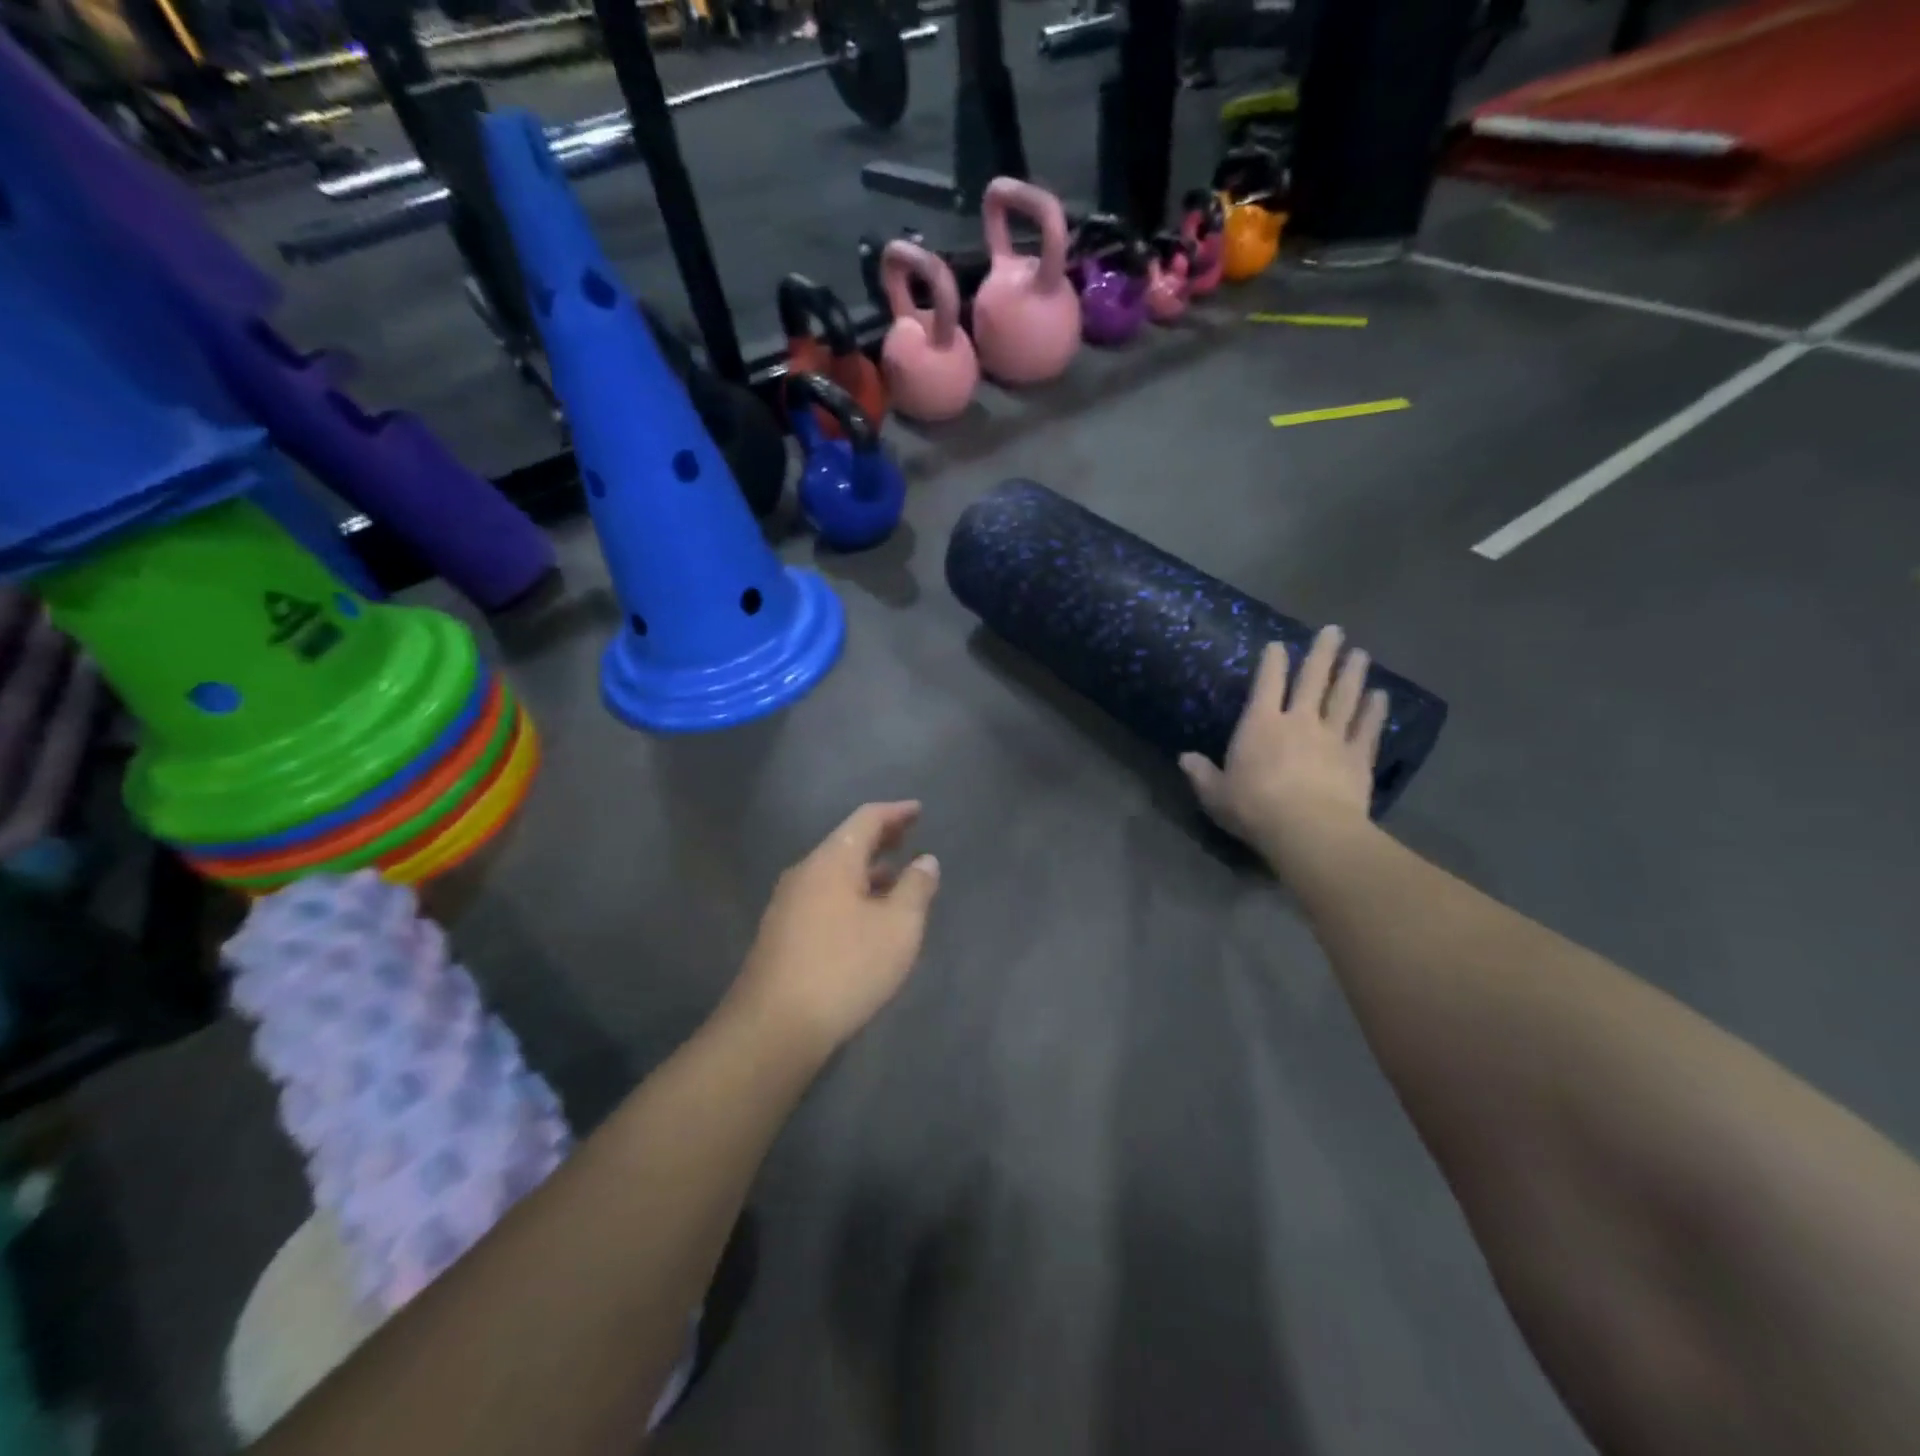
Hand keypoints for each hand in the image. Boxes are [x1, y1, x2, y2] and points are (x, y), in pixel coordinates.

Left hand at [729, 802, 940, 1056]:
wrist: (774, 1026)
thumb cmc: (845, 968)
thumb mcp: (898, 928)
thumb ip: (916, 888)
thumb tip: (925, 860)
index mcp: (832, 860)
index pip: (866, 819)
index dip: (896, 812)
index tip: (918, 810)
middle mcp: (805, 872)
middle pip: (847, 843)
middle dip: (880, 838)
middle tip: (909, 837)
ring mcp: (787, 903)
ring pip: (834, 873)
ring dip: (866, 870)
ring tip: (894, 878)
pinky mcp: (781, 933)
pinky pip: (824, 896)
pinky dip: (851, 893)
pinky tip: (865, 917)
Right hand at [1180, 627, 1387, 862]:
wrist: (1308, 829)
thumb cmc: (1254, 808)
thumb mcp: (1215, 794)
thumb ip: (1201, 773)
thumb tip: (1184, 758)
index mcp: (1260, 724)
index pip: (1267, 683)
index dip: (1272, 661)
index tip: (1278, 644)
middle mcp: (1299, 721)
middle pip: (1313, 679)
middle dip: (1323, 653)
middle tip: (1334, 630)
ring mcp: (1332, 737)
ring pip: (1345, 697)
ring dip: (1353, 674)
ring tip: (1360, 654)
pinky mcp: (1358, 757)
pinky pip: (1367, 728)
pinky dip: (1375, 712)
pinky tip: (1381, 697)